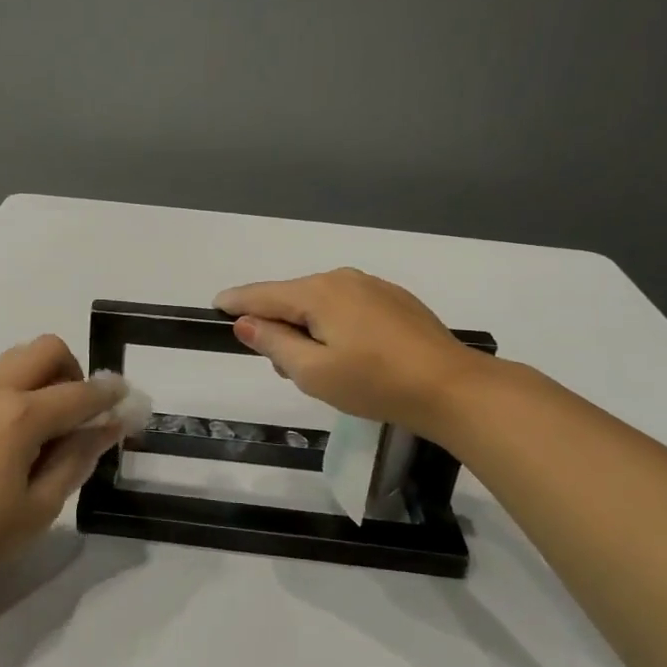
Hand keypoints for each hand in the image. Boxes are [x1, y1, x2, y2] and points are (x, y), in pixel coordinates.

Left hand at [0, 335, 125, 590]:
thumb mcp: (41, 506)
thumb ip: (78, 457)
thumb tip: (110, 425)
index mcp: (20, 416)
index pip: (80, 393)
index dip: (110, 395)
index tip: (129, 399)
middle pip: (46, 349)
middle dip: (74, 371)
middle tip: (79, 415)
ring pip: (19, 358)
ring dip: (45, 376)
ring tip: (48, 427)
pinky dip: (19, 388)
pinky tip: (18, 435)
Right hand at [214, 268, 491, 440]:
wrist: (453, 388)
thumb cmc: (375, 383)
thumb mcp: (313, 372)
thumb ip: (274, 343)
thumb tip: (245, 323)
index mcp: (318, 293)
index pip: (262, 294)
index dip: (235, 302)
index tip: (214, 307)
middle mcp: (342, 278)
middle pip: (291, 297)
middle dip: (277, 325)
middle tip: (284, 367)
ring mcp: (372, 286)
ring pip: (320, 302)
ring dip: (307, 327)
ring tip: (320, 368)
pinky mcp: (394, 300)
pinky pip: (347, 306)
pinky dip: (333, 324)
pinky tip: (351, 355)